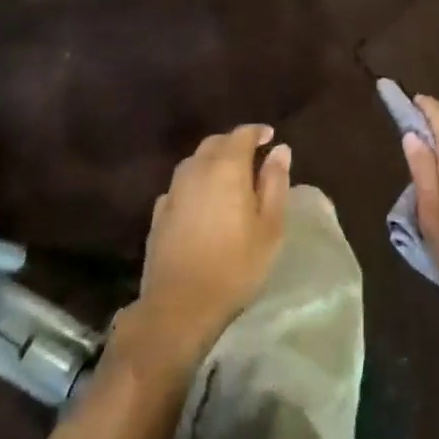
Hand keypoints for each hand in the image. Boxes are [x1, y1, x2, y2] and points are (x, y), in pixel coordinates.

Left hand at [133, 125, 290, 364]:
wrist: (179, 306)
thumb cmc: (235, 265)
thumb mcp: (270, 226)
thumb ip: (275, 182)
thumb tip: (280, 150)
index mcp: (226, 167)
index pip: (242, 134)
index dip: (257, 132)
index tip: (270, 137)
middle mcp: (196, 169)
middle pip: (215, 143)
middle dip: (234, 143)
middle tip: (252, 156)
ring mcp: (173, 191)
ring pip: (194, 162)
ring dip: (213, 161)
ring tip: (229, 177)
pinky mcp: (159, 213)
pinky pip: (181, 186)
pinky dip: (196, 184)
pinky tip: (203, 202)